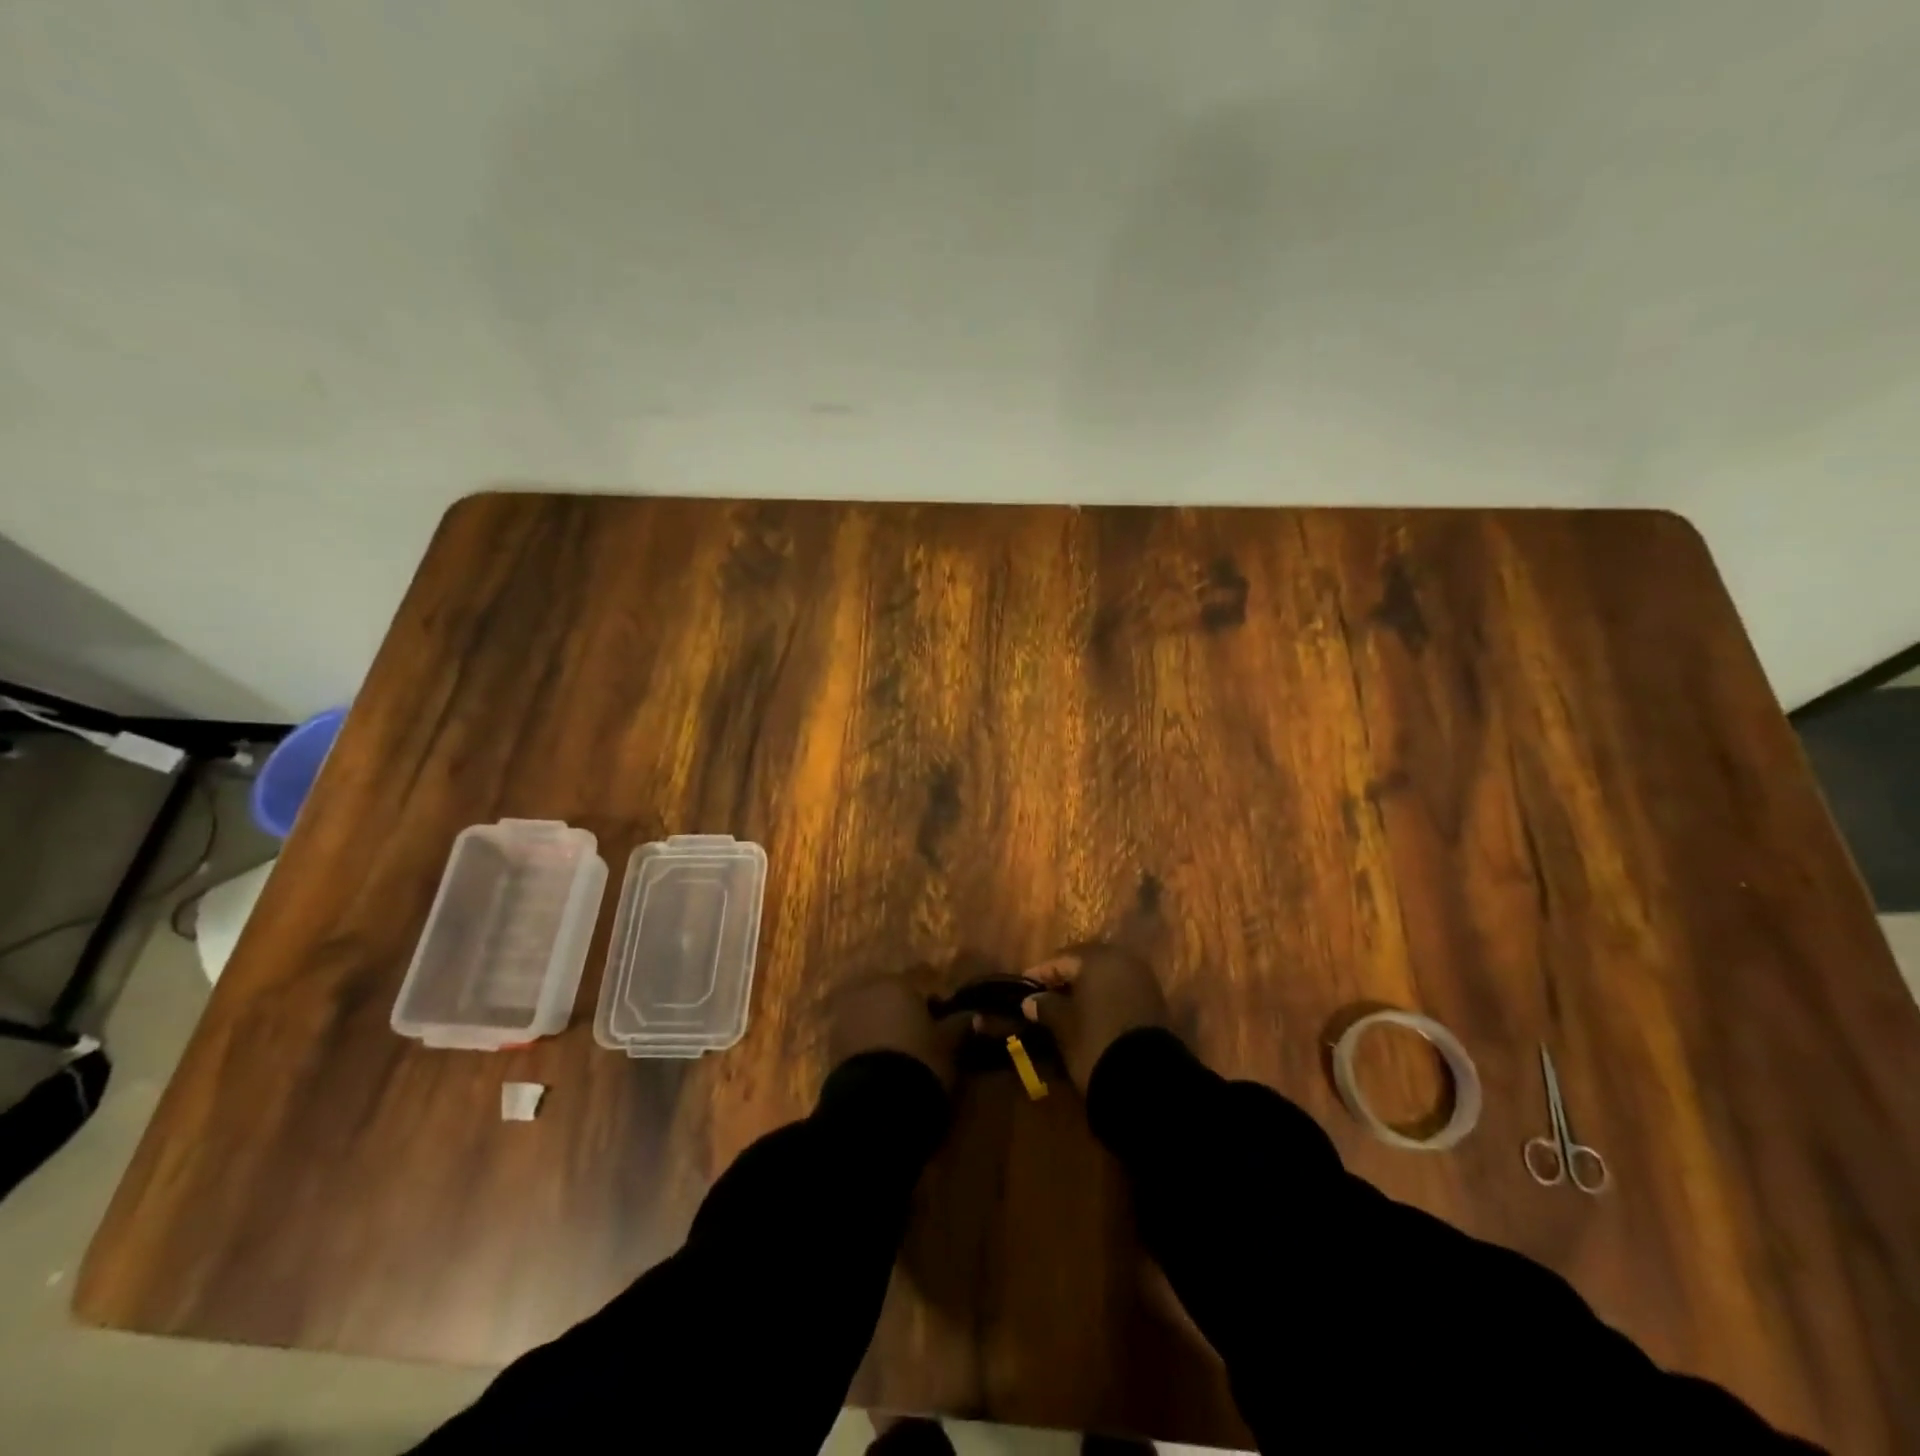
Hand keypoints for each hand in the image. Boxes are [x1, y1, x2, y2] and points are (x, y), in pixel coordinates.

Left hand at [824, 974, 965, 1088]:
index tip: (944, 1030)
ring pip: (872, 1021)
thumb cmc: (920, 1060)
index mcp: (896, 983)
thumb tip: (978, 1016)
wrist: (876, 1104)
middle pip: (891, 1002)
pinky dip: (870, 1051)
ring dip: (885, 1034)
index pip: (920, 988)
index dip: (933, 1010)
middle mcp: (866, 992)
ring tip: (903, 1062)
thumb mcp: (950, 1044)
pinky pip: (857, 1042)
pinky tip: (884, 1072)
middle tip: (923, 1045)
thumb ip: (961, 1025)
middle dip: (904, 1019)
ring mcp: (843, 1019)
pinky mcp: (830, 1048)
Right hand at [1021, 943, 1169, 1090]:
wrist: (1147, 1078)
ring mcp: (1142, 979)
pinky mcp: (1154, 1000)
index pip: (1061, 959)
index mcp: (1097, 959)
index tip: (1024, 986)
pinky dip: (1104, 997)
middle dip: (1065, 977)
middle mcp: (1122, 960)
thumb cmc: (1096, 1041)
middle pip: (1086, 963)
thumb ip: (1046, 1007)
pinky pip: (1120, 989)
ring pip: (1105, 976)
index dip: (1041, 973)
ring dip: (1086, 987)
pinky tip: (1090, 1013)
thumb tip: (1030, 1001)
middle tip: (1045, 994)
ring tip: (1066, 1006)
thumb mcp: (1063, 1025)